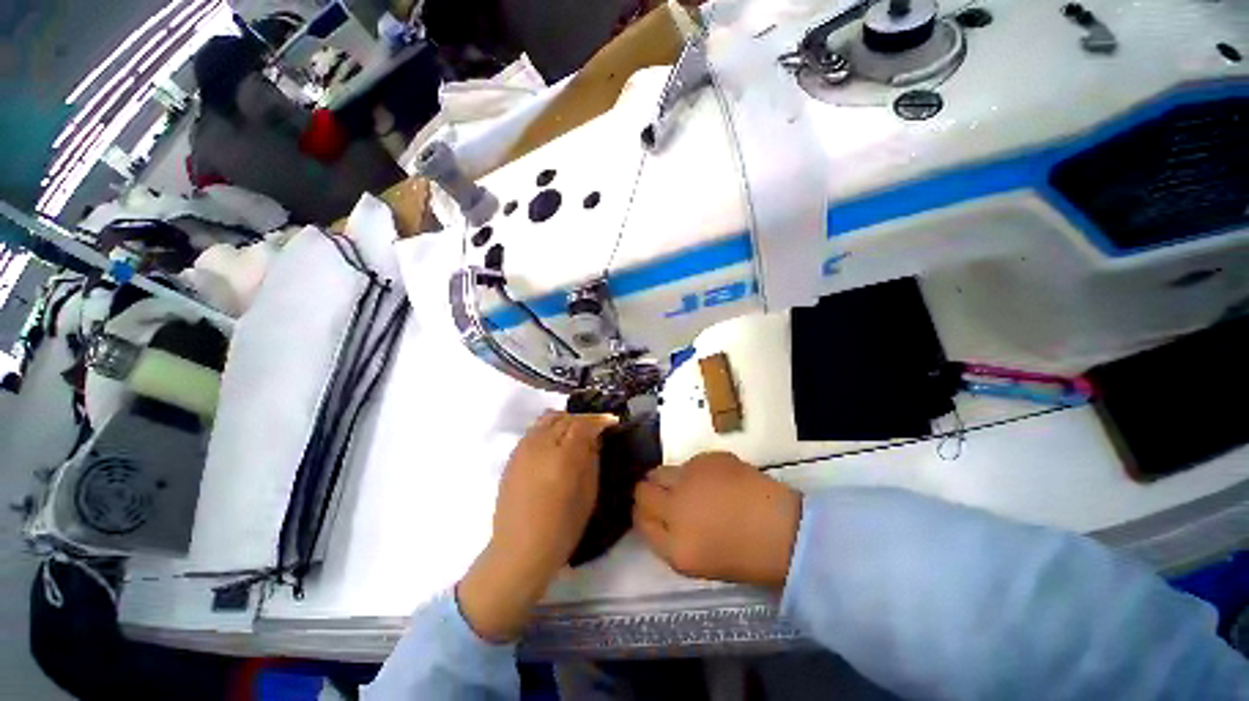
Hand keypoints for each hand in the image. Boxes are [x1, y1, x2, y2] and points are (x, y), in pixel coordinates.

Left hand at [457, 411, 616, 641]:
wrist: (518, 551)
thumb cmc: (561, 530)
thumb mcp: (588, 496)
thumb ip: (592, 461)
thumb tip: (595, 440)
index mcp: (563, 458)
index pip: (583, 424)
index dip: (599, 420)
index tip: (611, 422)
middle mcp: (541, 446)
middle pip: (565, 418)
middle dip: (583, 420)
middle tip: (596, 429)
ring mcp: (523, 449)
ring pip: (547, 419)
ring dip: (565, 420)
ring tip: (575, 433)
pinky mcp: (512, 457)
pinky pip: (534, 430)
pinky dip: (548, 428)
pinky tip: (555, 443)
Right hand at [633, 452, 801, 588]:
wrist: (785, 530)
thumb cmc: (744, 556)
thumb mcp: (695, 561)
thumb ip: (666, 537)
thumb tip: (653, 514)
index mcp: (674, 546)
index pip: (639, 520)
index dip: (641, 513)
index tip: (649, 511)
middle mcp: (676, 507)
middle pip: (642, 489)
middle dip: (647, 492)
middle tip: (664, 496)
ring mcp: (691, 479)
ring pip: (662, 471)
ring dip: (670, 480)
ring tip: (693, 489)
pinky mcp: (708, 458)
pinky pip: (690, 463)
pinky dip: (696, 472)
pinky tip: (716, 481)